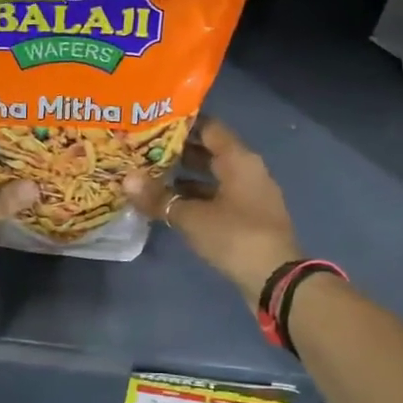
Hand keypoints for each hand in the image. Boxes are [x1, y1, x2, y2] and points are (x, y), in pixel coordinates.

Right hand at [124, 118, 300, 301]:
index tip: (153, 123)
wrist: (275, 279)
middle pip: (210, 152)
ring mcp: (250, 195)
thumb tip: (127, 179)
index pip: (209, 127)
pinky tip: (171, 205)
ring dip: (185, 177)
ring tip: (150, 176)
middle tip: (144, 149)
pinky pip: (218, 197)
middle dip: (178, 151)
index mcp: (239, 159)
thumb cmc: (235, 236)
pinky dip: (196, 198)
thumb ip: (159, 197)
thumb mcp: (191, 217)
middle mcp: (247, 170)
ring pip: (213, 177)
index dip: (182, 123)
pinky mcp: (248, 218)